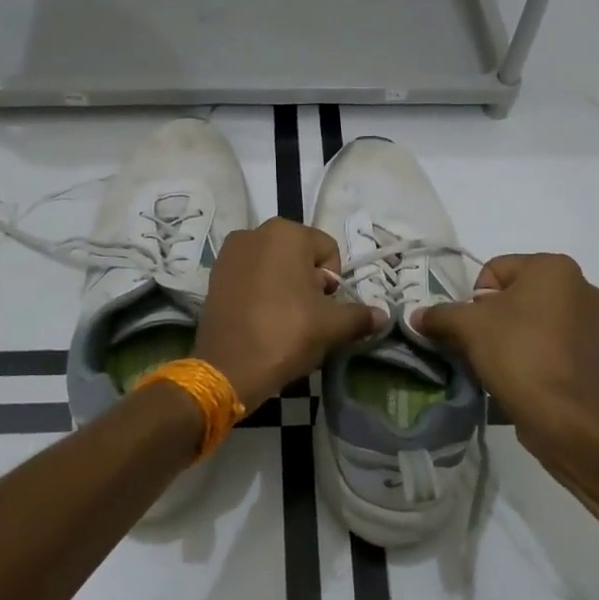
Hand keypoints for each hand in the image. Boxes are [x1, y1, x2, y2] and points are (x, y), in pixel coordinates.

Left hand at [194, 218, 385, 407]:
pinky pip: (250, 276)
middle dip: (308, 282)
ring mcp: (230, 253)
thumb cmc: (286, 334)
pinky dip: (260, 291)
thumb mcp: (332, 326)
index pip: (328, 251)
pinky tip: (261, 318)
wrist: (228, 367)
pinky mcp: (215, 275)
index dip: (333, 282)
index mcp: (286, 233)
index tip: (324, 308)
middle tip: (306, 315)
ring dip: (285, 286)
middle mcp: (255, 232)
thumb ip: (360, 316)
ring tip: (283, 319)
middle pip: (299, 255)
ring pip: (274, 265)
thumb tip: (383, 315)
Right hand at [413, 253, 598, 430]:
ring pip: (531, 315)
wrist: (559, 413)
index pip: (495, 269)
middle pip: (514, 291)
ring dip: (510, 331)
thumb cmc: (516, 352)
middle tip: (481, 342)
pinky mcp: (590, 349)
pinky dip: (530, 346)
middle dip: (492, 314)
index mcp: (554, 267)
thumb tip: (416, 316)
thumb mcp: (467, 326)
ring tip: (498, 358)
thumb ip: (439, 314)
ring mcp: (590, 319)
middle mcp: (579, 285)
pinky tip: (518, 369)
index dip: (475, 298)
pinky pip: (548, 336)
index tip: (473, 326)